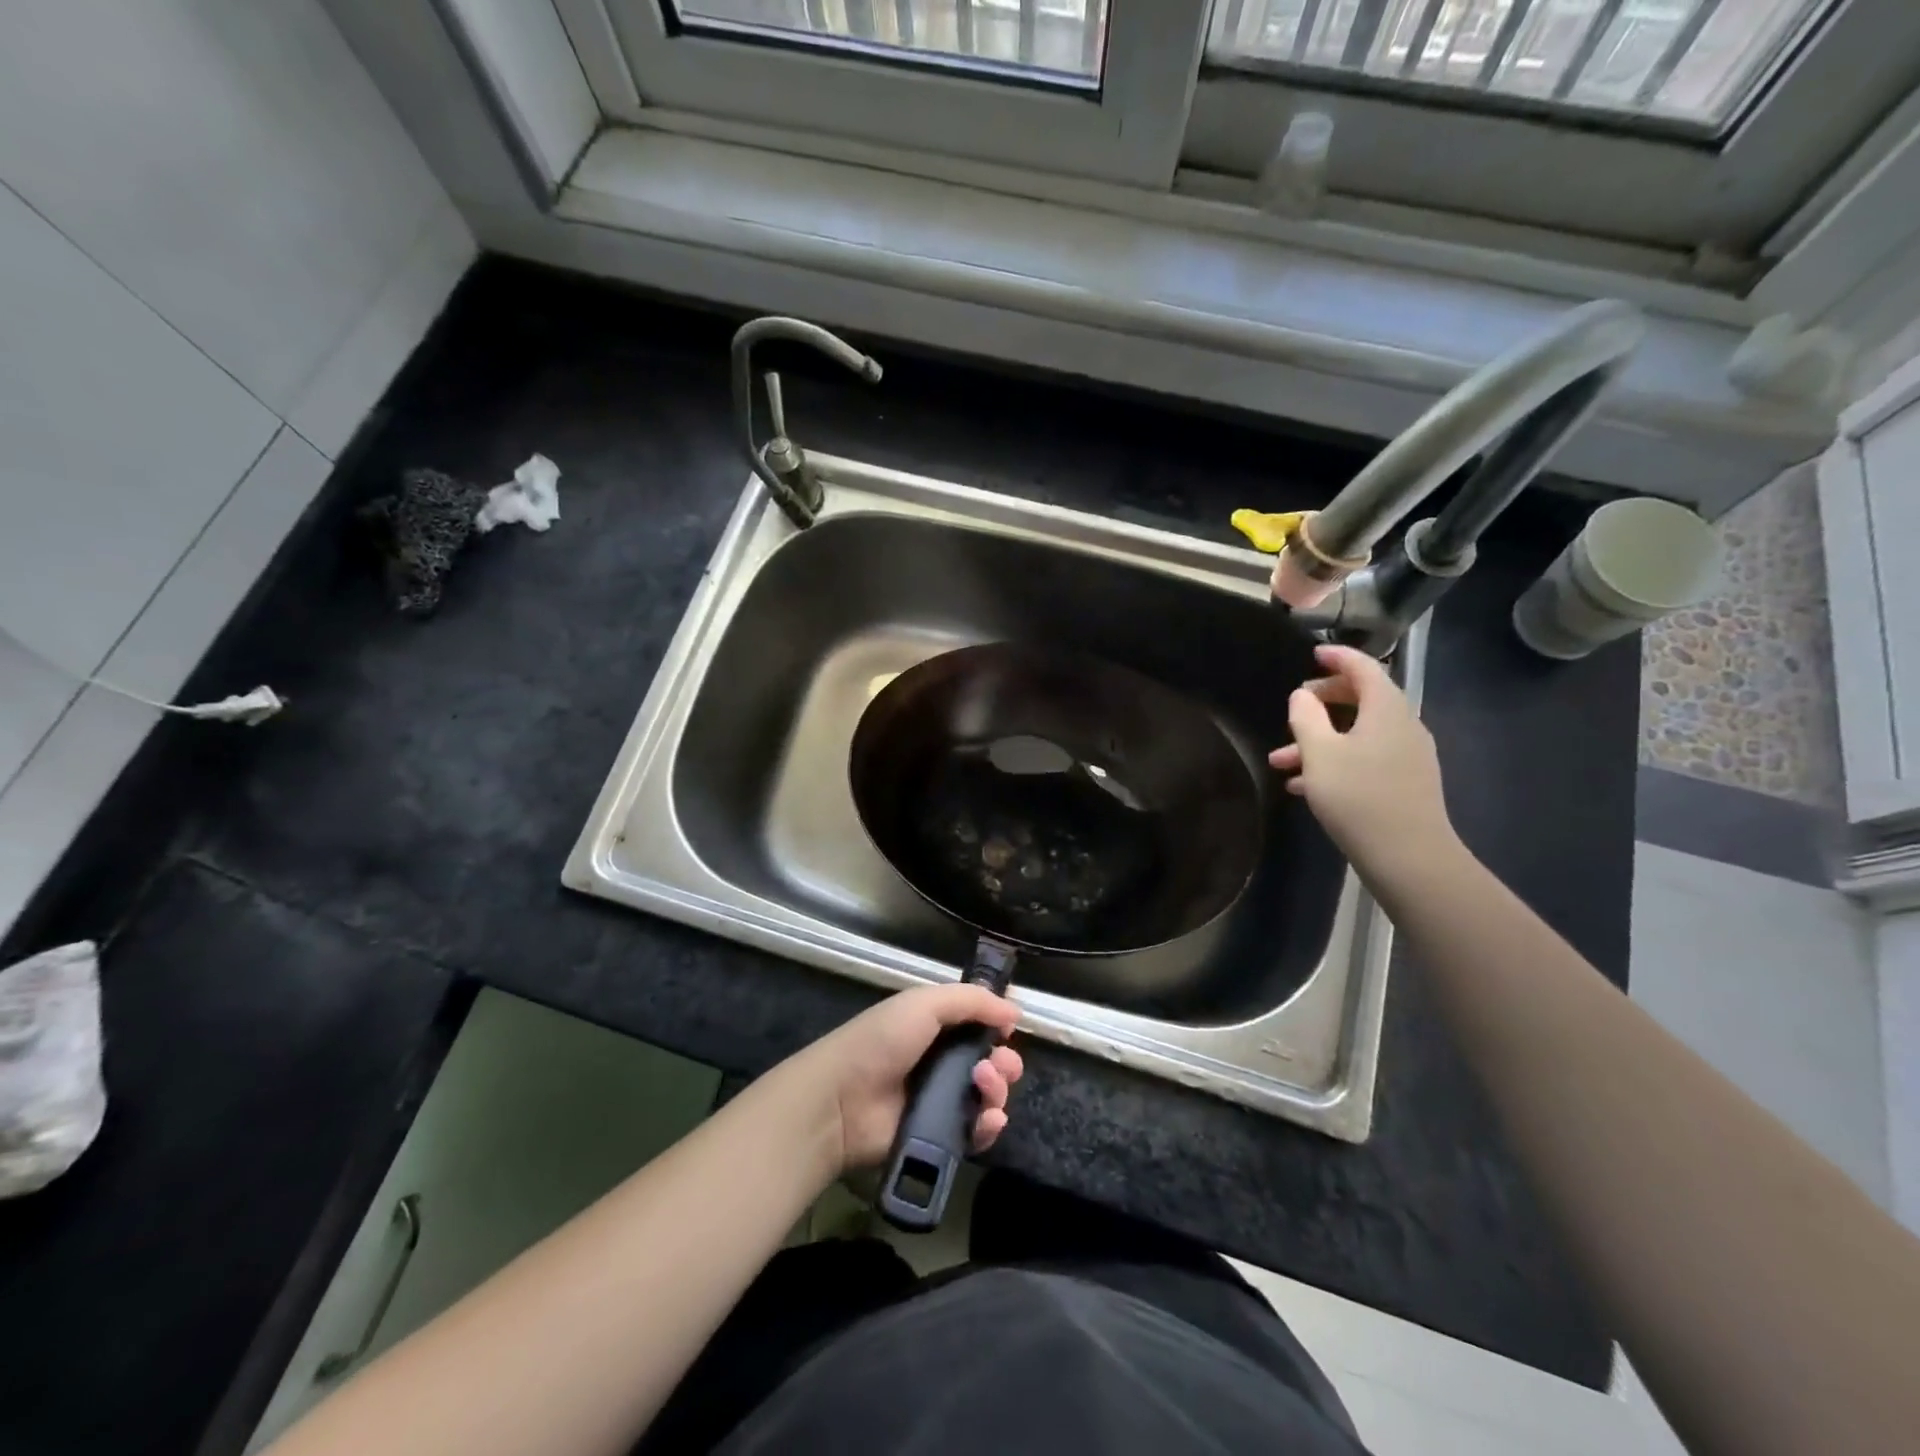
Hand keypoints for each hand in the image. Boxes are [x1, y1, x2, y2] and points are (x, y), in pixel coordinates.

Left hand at [779, 984, 1023, 1176]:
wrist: (841, 1101)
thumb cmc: (881, 1041)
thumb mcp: (924, 1003)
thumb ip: (972, 1001)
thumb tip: (1014, 1011)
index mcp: (935, 1028)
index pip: (979, 1028)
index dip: (998, 1030)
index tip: (1009, 1033)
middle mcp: (941, 1064)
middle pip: (991, 1065)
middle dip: (1005, 1064)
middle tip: (999, 1065)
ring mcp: (942, 1103)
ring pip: (988, 1098)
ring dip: (998, 1090)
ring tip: (983, 1085)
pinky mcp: (940, 1139)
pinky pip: (976, 1134)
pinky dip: (989, 1127)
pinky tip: (988, 1119)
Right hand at [1267, 644, 1457, 883]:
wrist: (1409, 857)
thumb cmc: (1358, 798)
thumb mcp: (1320, 755)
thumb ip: (1306, 719)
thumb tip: (1302, 696)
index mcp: (1386, 710)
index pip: (1364, 668)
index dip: (1338, 657)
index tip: (1312, 654)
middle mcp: (1402, 726)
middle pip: (1362, 699)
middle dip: (1322, 702)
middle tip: (1294, 707)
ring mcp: (1407, 756)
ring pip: (1358, 734)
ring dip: (1320, 740)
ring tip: (1280, 761)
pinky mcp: (1404, 783)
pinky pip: (1365, 758)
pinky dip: (1336, 761)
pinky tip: (1304, 786)